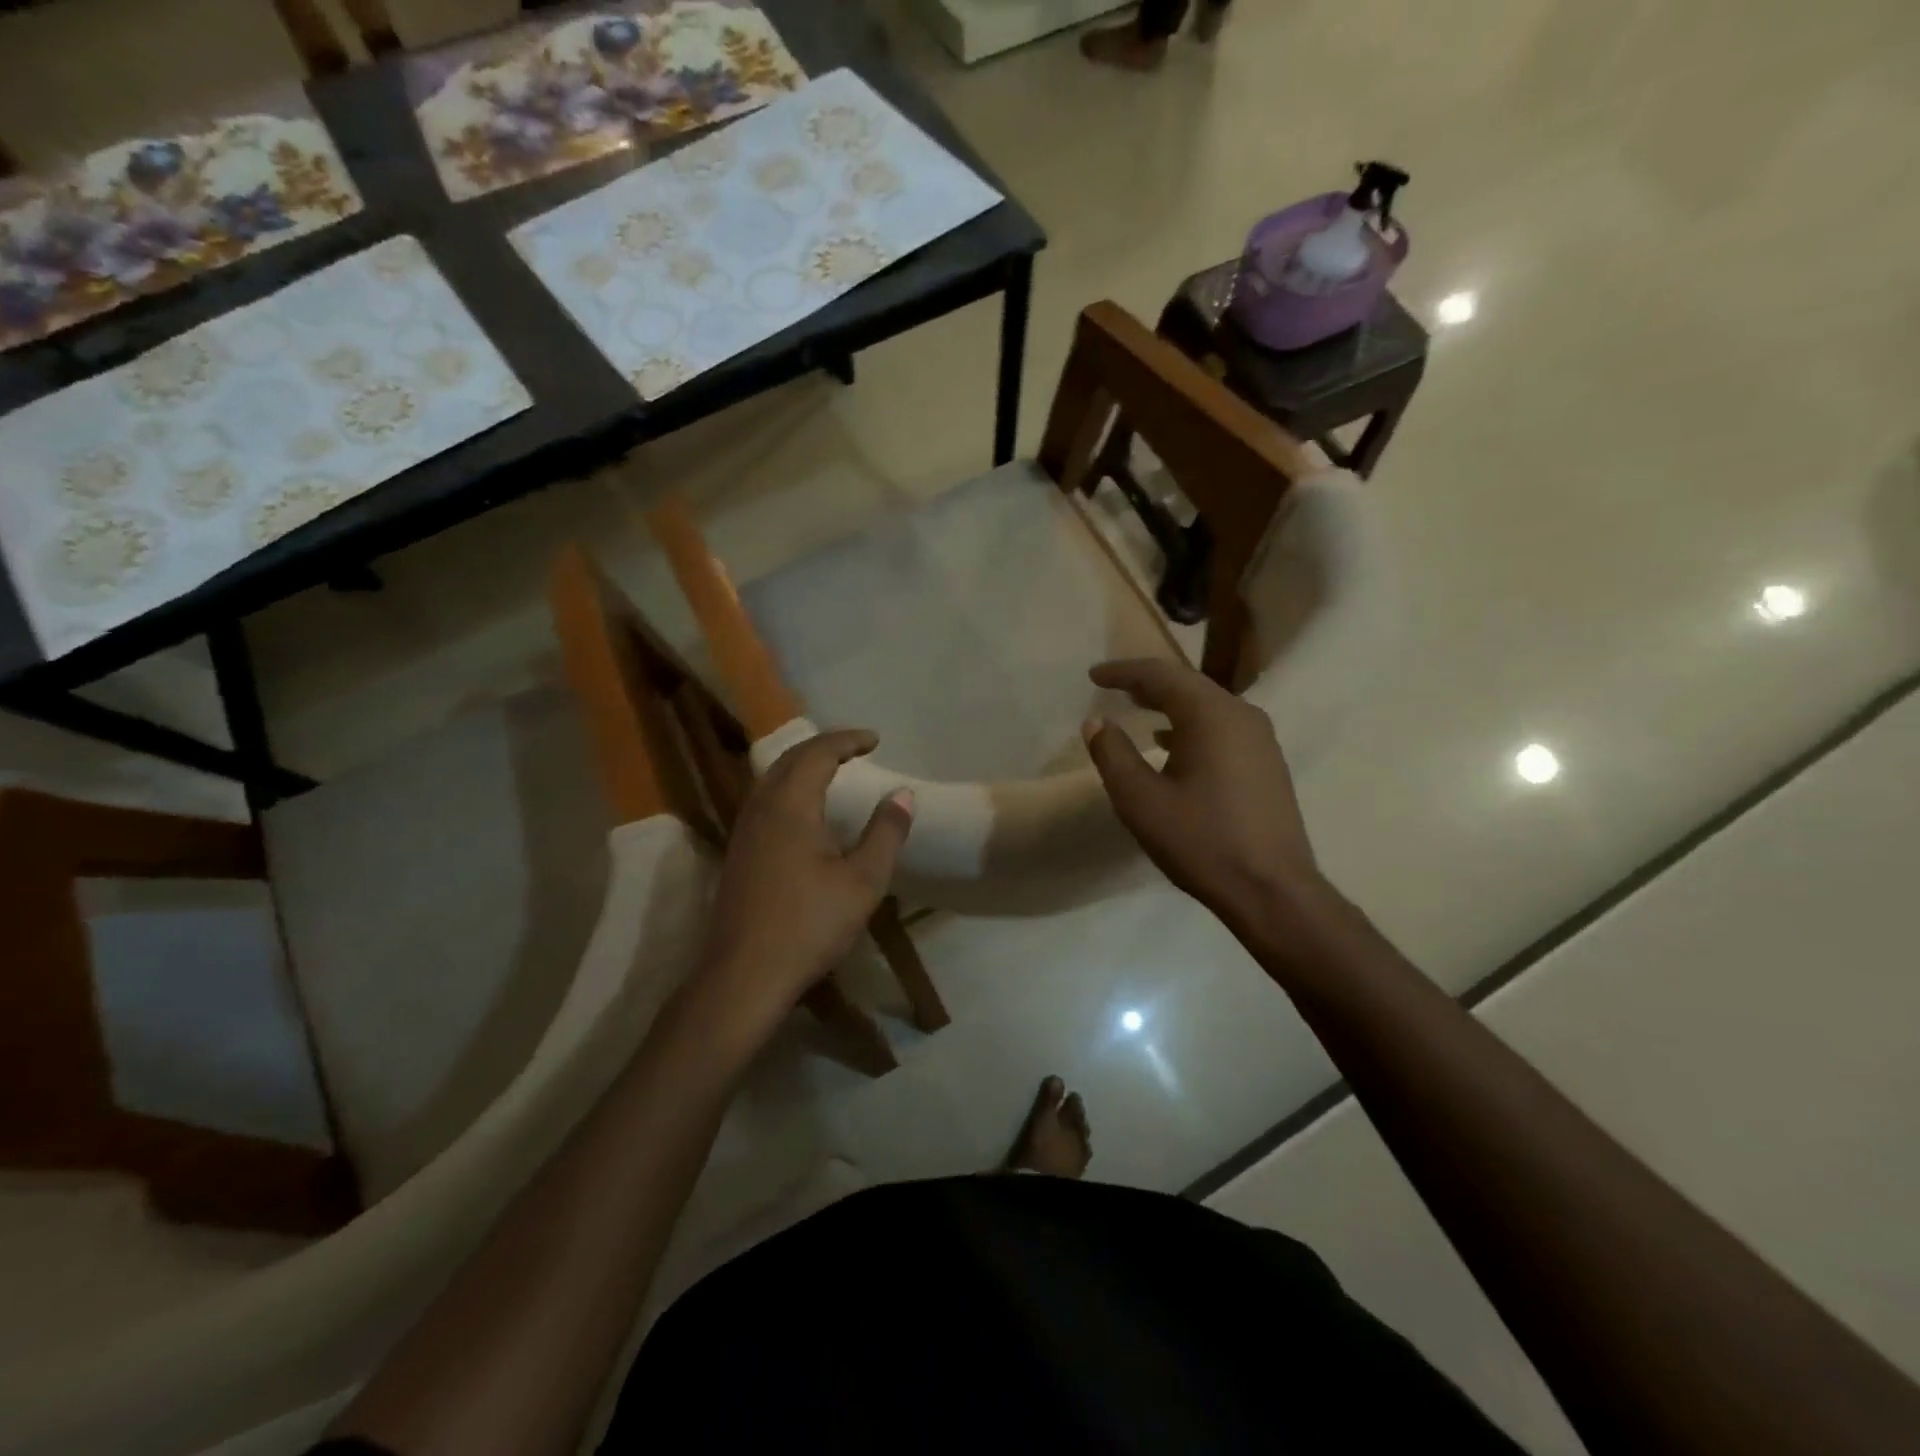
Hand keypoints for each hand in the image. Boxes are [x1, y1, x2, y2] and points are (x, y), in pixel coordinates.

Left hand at [694, 729, 912, 1036]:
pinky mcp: (738, 853)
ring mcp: (744, 831)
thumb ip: (885, 833)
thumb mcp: (863, 881)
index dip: (847, 740)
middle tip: (855, 747)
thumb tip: (903, 794)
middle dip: (824, 746)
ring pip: (771, 778)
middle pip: (790, 759)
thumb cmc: (809, 926)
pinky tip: (802, 810)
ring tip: (831, 769)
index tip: (875, 740)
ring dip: (802, 764)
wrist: (743, 976)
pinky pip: (764, 799)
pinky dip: (788, 786)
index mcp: (790, 806)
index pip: (818, 753)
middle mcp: (761, 808)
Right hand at [1083, 658, 1322, 931]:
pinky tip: (1172, 744)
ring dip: (1169, 704)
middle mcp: (1241, 715)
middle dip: (1147, 683)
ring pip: (1207, 706)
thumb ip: (1112, 754)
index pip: (1160, 675)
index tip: (1093, 675)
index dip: (1123, 672)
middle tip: (1112, 687)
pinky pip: (1222, 727)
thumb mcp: (1140, 800)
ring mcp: (1260, 739)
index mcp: (1211, 714)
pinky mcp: (1267, 763)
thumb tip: (1096, 722)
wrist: (1272, 890)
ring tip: (1137, 709)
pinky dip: (1190, 725)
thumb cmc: (1201, 841)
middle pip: (1187, 685)